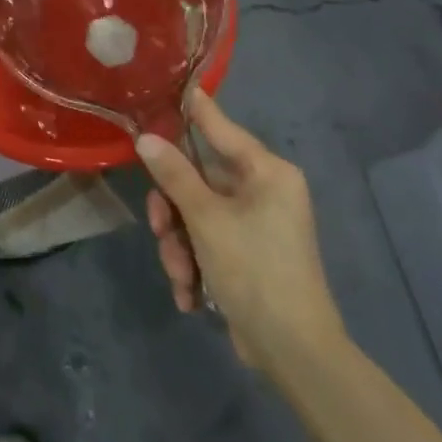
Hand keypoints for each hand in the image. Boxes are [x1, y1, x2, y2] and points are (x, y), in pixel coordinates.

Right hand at [138, 88, 347, 377]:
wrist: (295, 355)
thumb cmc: (255, 270)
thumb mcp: (206, 219)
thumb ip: (174, 174)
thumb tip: (145, 137)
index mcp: (266, 172)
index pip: (219, 126)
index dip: (190, 108)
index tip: (164, 86)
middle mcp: (264, 191)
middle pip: (198, 179)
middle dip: (173, 212)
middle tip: (159, 229)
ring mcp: (257, 225)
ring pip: (196, 215)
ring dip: (179, 245)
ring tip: (181, 276)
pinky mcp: (248, 255)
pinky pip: (208, 242)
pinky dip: (194, 265)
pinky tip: (190, 295)